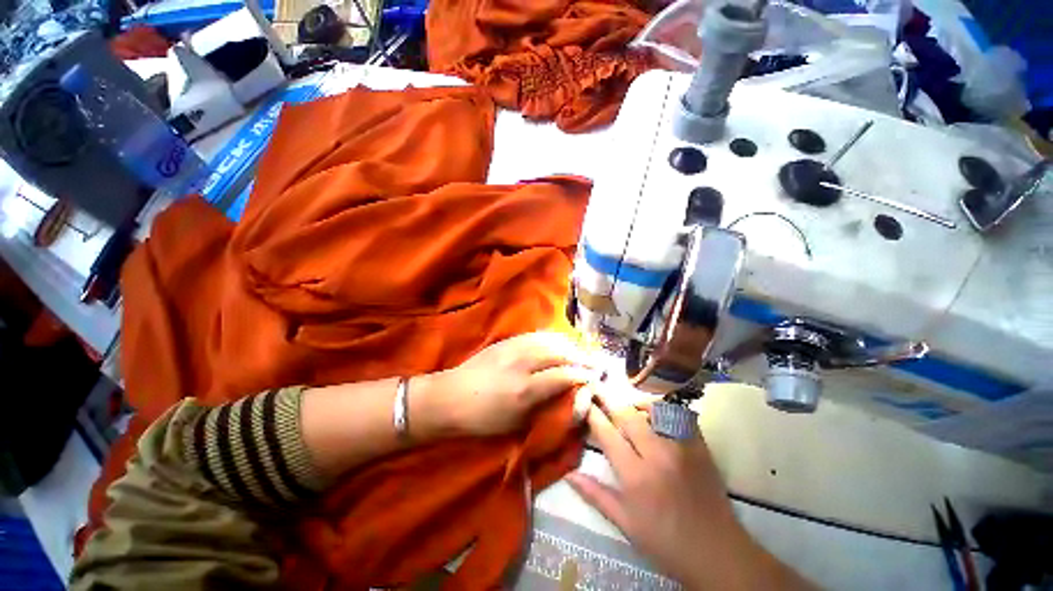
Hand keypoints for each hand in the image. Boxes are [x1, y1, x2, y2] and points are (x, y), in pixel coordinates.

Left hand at [417, 332, 597, 436]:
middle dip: (582, 357)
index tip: (596, 378)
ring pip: (551, 340)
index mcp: (525, 389)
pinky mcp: (508, 340)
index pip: (564, 376)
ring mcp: (514, 347)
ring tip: (582, 351)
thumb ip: (546, 409)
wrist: (451, 396)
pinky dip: (554, 338)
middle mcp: (523, 363)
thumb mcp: (516, 423)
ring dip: (571, 345)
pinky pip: (537, 335)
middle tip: (596, 363)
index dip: (583, 376)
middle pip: (560, 353)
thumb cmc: (483, 418)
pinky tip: (561, 342)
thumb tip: (570, 399)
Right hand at [567, 390, 810, 588]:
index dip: (593, 414)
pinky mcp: (700, 446)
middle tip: (599, 390)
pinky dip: (664, 410)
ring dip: (636, 404)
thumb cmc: (665, 542)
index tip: (584, 401)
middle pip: (628, 415)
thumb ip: (596, 495)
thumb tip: (569, 474)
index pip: (607, 434)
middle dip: (610, 401)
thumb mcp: (625, 524)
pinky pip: (679, 416)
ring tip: (627, 404)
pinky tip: (656, 414)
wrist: (717, 553)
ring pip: (654, 410)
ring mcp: (682, 447)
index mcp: (636, 476)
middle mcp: (657, 454)